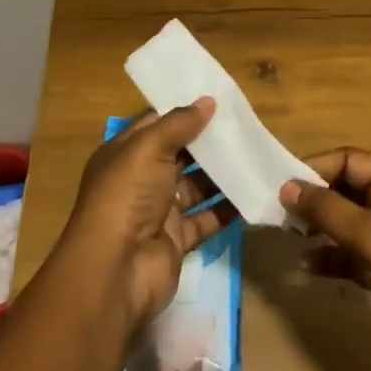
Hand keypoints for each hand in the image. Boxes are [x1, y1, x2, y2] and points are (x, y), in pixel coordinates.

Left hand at [57, 99, 236, 330]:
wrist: (116, 270)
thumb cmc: (127, 196)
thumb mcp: (150, 148)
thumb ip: (180, 124)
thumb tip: (208, 100)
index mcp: (125, 154)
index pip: (156, 125)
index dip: (183, 113)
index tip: (216, 101)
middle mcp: (139, 180)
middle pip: (178, 155)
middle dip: (207, 142)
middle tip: (243, 127)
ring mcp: (158, 211)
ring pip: (194, 186)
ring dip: (220, 174)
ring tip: (254, 155)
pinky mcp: (176, 240)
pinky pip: (206, 219)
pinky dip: (226, 209)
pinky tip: (252, 192)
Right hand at [279, 149, 370, 367]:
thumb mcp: (370, 234)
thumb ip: (327, 209)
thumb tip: (287, 187)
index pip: (351, 161)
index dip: (318, 168)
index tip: (286, 185)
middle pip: (345, 190)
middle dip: (314, 200)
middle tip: (282, 213)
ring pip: (344, 223)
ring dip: (317, 228)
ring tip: (291, 237)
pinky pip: (347, 255)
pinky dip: (328, 258)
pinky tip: (307, 268)